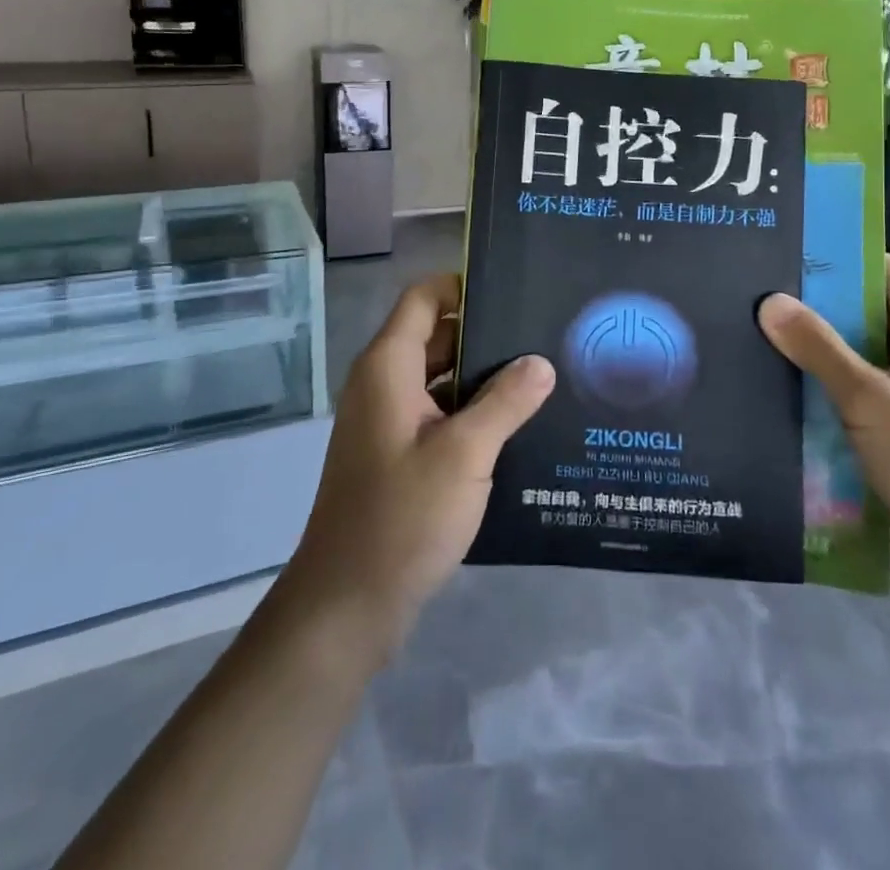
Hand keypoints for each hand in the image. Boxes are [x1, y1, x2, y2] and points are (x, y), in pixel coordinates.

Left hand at [281, 274, 554, 654]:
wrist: (347, 605)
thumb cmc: (402, 516)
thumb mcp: (465, 453)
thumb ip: (506, 401)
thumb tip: (541, 361)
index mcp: (388, 366)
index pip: (424, 297)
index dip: (464, 285)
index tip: (515, 289)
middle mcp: (383, 383)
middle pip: (436, 335)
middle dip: (485, 332)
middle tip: (543, 333)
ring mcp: (388, 421)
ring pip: (440, 377)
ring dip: (482, 376)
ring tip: (542, 375)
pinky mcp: (397, 454)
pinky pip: (438, 413)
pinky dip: (471, 410)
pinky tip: (517, 424)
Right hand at [758, 255, 889, 605]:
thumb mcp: (871, 401)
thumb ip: (818, 349)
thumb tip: (768, 302)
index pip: (878, 269)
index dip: (830, 262)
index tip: (775, 258)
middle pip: (862, 309)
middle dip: (811, 308)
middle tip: (749, 298)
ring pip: (854, 351)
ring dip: (812, 349)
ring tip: (750, 334)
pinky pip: (854, 387)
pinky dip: (822, 384)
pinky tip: (774, 383)